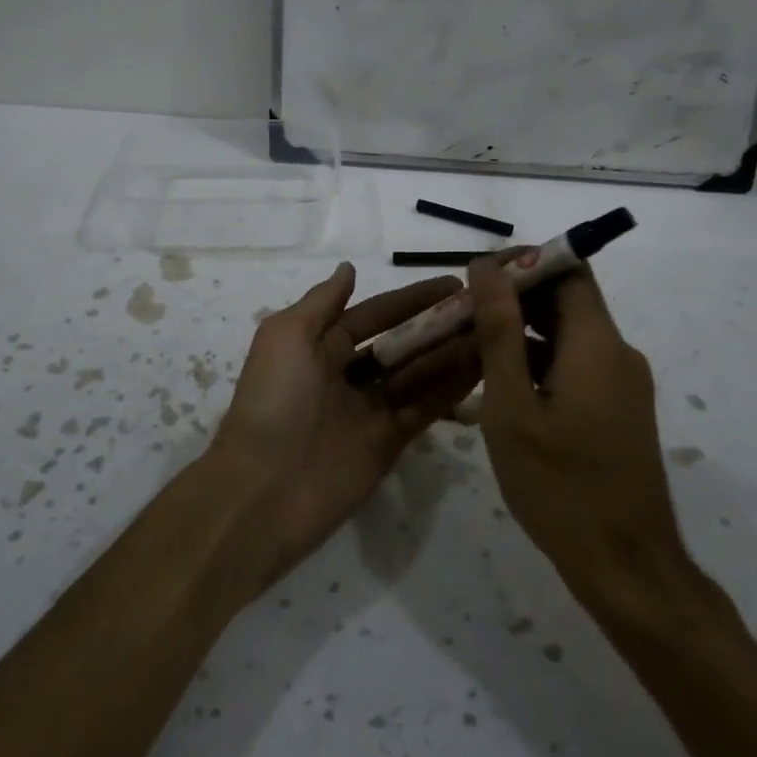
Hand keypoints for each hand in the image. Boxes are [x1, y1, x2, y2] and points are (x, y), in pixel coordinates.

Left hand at [209, 263, 480, 591]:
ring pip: (419, 374)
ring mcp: (370, 411)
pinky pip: (424, 409)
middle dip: (437, 325)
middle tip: (483, 308)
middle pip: (401, 343)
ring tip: (492, 331)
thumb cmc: (273, 399)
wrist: (264, 489)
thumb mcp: (286, 336)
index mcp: (320, 346)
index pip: (375, 314)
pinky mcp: (389, 443)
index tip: (452, 283)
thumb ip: (322, 302)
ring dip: (451, 353)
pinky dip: (451, 389)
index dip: (411, 299)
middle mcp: (348, 375)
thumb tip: (349, 268)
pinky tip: (482, 367)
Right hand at [467, 257, 689, 603]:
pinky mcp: (619, 410)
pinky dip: (539, 363)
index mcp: (597, 343)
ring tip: (471, 351)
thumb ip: (499, 330)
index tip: (477, 278)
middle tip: (462, 317)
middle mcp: (617, 353)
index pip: (568, 269)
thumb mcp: (512, 406)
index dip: (523, 262)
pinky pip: (576, 366)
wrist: (625, 566)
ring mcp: (622, 384)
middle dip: (514, 299)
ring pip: (567, 335)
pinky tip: (501, 389)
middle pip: (566, 300)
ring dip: (522, 333)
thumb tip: (486, 267)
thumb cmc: (559, 486)